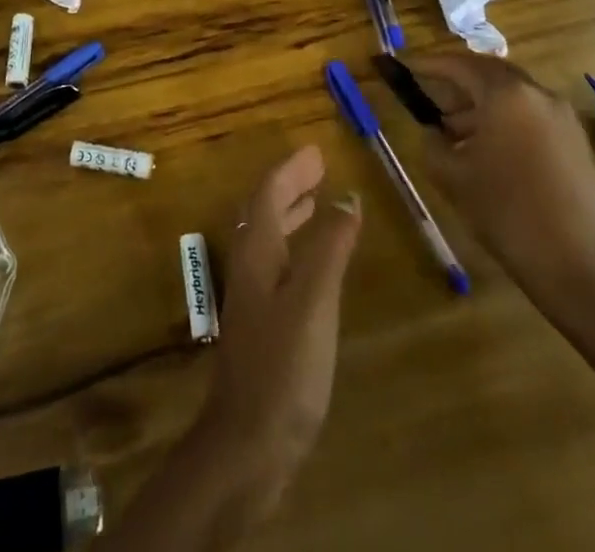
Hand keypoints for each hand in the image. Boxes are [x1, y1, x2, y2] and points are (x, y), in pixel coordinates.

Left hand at [196, 144, 361, 509]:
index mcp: (256, 251)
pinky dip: (296, 246)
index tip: (316, 150)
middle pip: (265, 210)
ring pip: (270, 237)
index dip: (292, 170)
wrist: (248, 443)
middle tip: (319, 168)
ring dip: (292, 213)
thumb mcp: (313, 300)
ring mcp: (253, 296)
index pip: (269, 193)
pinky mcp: (262, 324)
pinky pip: (278, 263)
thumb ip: (329, 247)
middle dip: (291, 185)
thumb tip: (347, 197)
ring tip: (317, 201)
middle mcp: (249, 265)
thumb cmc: (283, 365)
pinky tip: (314, 264)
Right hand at [409, 53, 594, 318]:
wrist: (580, 268)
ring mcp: (562, 117)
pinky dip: (504, 119)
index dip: (427, 64)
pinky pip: (530, 114)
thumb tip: (433, 131)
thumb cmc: (507, 213)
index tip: (403, 66)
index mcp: (506, 94)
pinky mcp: (576, 142)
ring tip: (453, 131)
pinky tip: (487, 150)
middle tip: (428, 92)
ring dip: (480, 103)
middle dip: (456, 80)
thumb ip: (432, 142)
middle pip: (489, 72)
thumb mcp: (452, 175)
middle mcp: (538, 94)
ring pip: (511, 94)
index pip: (458, 64)